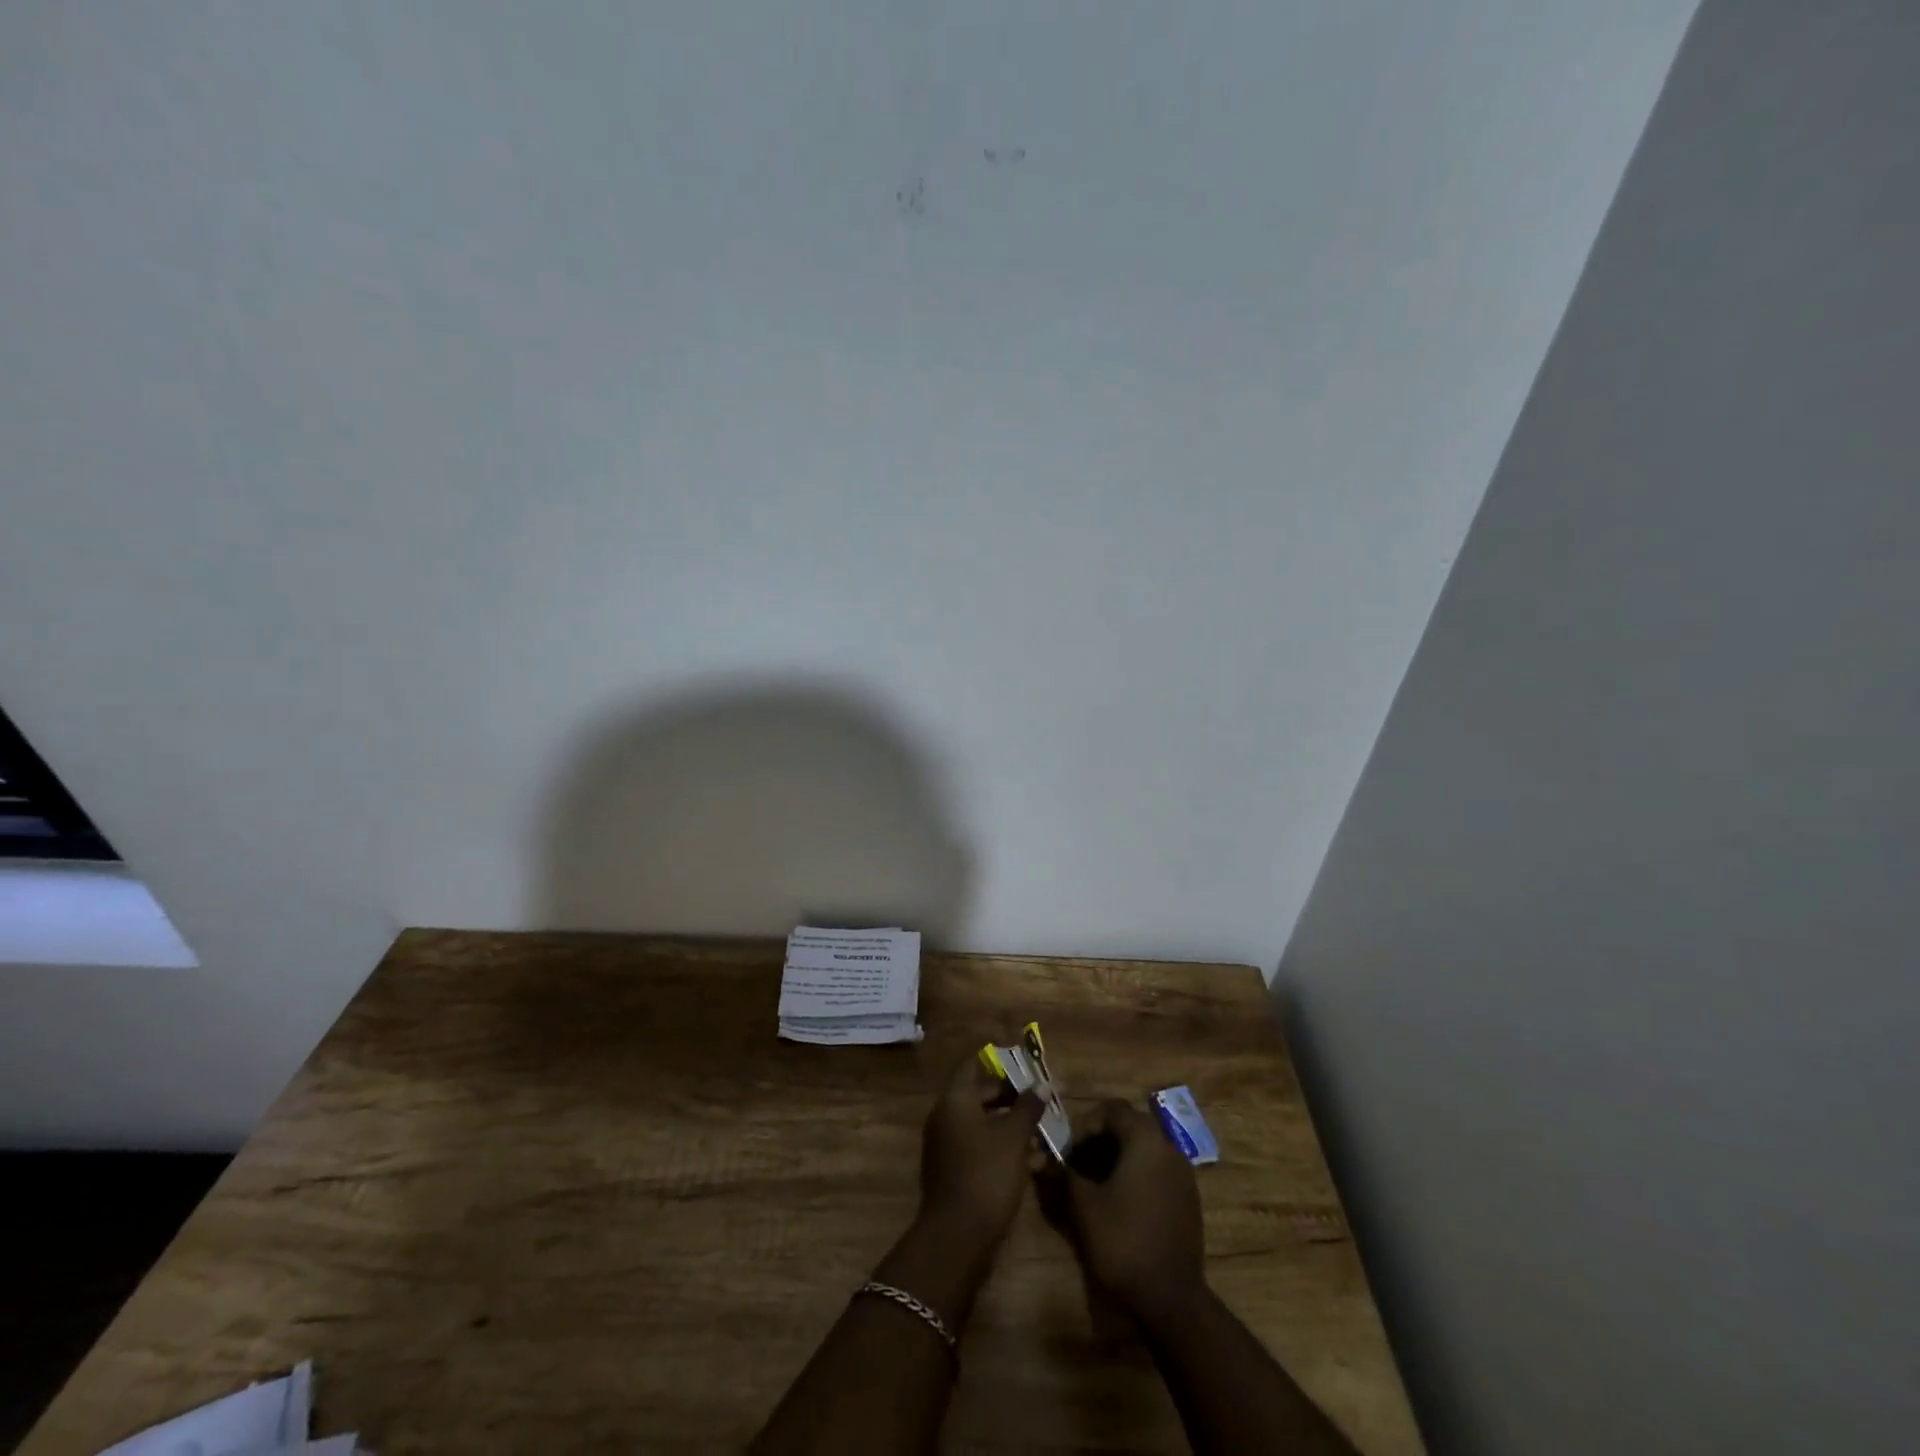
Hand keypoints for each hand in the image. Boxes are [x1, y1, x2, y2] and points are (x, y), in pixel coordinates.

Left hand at [918, 1057, 1044, 1247]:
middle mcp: (946, 1117)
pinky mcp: (954, 1171)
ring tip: (1043, 1133)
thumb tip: (1042, 1084)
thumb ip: (1028, 1107)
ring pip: (983, 1124)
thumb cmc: (987, 1174)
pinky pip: (980, 1147)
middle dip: (1012, 1098)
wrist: (958, 1237)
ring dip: (1011, 1126)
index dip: (998, 1062)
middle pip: (980, 1095)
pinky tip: (1032, 1162)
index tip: (1023, 1064)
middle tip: (1041, 1101)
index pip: (972, 1065)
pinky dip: (1002, 1148)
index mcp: (955, 1100)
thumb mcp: (1014, 1137)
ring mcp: (947, 1145)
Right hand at [1062, 1099, 1204, 1323]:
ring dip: (1116, 1156)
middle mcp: (1168, 1145)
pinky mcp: (1188, 1197)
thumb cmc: (1123, 1242)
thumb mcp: (1084, 1205)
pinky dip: (1135, 1173)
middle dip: (1099, 1139)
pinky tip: (1119, 1201)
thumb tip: (1045, 1160)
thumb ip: (1064, 1174)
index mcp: (1145, 1138)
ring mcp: (1183, 1172)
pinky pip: (1157, 1169)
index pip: (1111, 1109)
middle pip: (1128, 1125)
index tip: (1066, 1150)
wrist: (1172, 1299)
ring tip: (1093, 1183)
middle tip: (1076, 1163)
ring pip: (1144, 1148)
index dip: (1084, 1124)